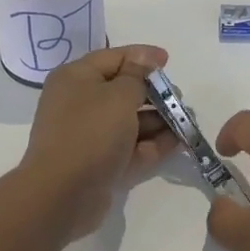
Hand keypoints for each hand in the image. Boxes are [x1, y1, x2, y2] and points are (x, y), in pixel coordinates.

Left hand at [20, 44, 175, 227]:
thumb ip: (137, 76)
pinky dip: (152, 143)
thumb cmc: (91, 132)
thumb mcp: (119, 95)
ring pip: (128, 121)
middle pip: (122, 90)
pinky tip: (178, 141)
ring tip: (186, 121)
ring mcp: (88, 135)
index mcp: (76, 78)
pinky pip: (129, 147)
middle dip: (154, 93)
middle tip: (178, 98)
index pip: (113, 58)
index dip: (142, 57)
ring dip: (158, 120)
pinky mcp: (99, 163)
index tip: (168, 61)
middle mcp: (79, 103)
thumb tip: (145, 61)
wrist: (63, 194)